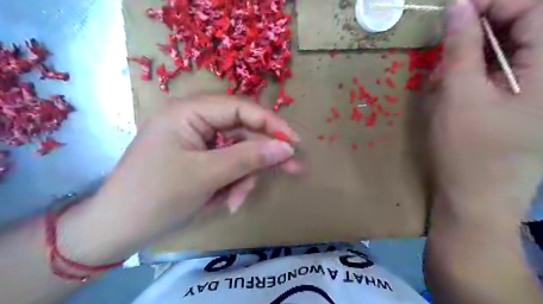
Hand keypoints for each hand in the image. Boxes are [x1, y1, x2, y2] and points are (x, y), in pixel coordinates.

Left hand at [60, 95, 301, 260]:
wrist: (118, 229)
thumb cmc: (157, 196)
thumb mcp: (207, 175)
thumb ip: (249, 158)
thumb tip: (286, 148)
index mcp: (190, 112)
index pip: (241, 108)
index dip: (271, 124)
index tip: (294, 143)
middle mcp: (196, 121)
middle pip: (243, 132)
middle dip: (262, 157)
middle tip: (293, 170)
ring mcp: (199, 142)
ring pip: (239, 153)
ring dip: (244, 177)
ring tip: (235, 201)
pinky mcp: (201, 159)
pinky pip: (228, 166)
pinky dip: (233, 183)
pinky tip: (227, 201)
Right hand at [436, 0, 542, 224]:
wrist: (475, 198)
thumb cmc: (467, 151)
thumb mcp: (459, 97)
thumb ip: (461, 49)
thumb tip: (457, 8)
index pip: (537, 9)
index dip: (494, 2)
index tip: (454, 9)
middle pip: (527, 28)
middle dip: (481, 31)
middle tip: (444, 46)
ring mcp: (539, 92)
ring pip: (512, 52)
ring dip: (473, 56)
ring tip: (443, 75)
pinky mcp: (524, 104)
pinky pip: (504, 73)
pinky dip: (476, 73)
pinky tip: (453, 88)